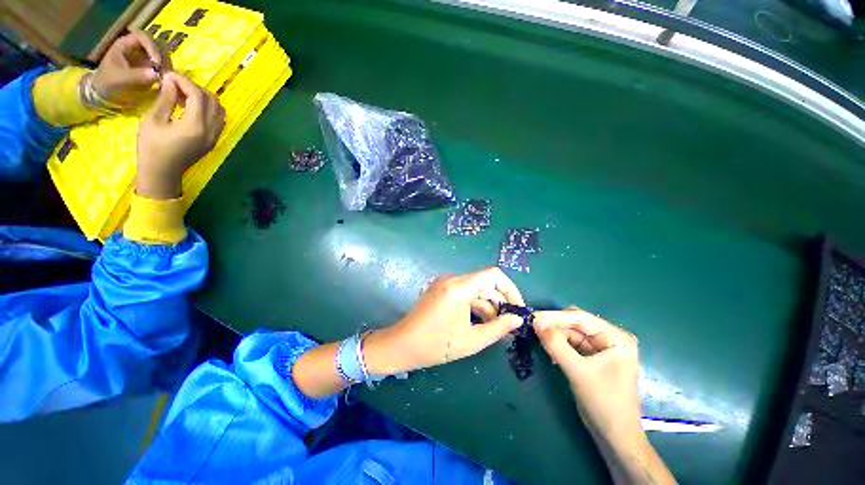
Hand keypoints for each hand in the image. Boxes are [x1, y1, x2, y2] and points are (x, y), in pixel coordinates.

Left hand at [92, 29, 171, 106]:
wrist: (106, 94)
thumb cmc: (108, 83)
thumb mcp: (119, 79)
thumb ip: (136, 75)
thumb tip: (157, 74)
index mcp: (125, 44)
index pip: (143, 37)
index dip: (152, 47)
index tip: (157, 63)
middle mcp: (137, 48)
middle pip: (156, 45)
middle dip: (163, 57)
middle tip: (166, 71)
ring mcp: (144, 57)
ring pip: (162, 55)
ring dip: (167, 65)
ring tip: (167, 77)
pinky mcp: (150, 68)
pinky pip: (163, 66)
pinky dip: (167, 72)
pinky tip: (167, 80)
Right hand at [136, 72, 224, 199]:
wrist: (163, 173)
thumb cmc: (152, 148)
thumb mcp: (153, 120)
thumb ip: (166, 99)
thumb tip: (171, 80)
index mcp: (196, 126)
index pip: (198, 95)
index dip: (184, 81)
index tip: (169, 75)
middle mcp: (211, 130)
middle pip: (211, 101)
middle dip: (194, 88)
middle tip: (175, 84)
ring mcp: (215, 136)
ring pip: (218, 110)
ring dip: (203, 98)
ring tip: (182, 95)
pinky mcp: (214, 140)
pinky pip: (218, 120)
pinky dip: (208, 108)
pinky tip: (191, 107)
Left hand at [364, 267, 526, 374]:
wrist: (403, 344)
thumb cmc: (436, 345)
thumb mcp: (471, 340)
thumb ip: (498, 328)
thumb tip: (518, 319)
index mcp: (459, 287)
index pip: (494, 275)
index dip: (510, 289)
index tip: (518, 308)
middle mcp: (452, 279)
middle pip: (485, 282)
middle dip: (500, 301)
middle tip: (510, 323)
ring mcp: (445, 282)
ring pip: (476, 288)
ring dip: (489, 305)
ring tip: (497, 327)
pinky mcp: (442, 288)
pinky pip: (465, 292)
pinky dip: (476, 304)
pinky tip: (481, 321)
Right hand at [533, 308, 641, 442]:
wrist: (614, 436)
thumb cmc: (603, 402)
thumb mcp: (577, 371)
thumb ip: (555, 344)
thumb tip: (535, 320)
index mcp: (616, 338)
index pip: (581, 318)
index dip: (555, 316)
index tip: (533, 316)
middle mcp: (609, 338)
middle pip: (576, 324)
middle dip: (554, 326)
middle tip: (532, 327)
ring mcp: (601, 349)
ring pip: (571, 334)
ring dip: (555, 336)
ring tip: (538, 339)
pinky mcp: (592, 358)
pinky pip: (571, 345)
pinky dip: (559, 346)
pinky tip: (549, 352)